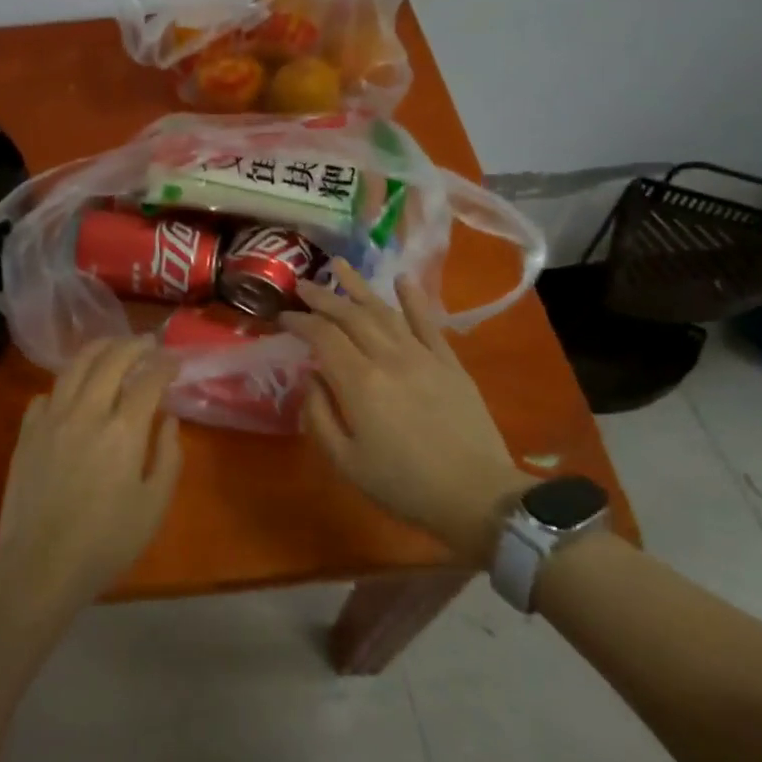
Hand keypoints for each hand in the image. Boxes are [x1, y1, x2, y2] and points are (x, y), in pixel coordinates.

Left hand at [0, 336, 184, 610]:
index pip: (148, 380)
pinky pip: (46, 394)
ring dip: (98, 349)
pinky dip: (64, 383)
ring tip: (112, 346)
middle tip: (147, 343)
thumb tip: (169, 420)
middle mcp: (87, 412)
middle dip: (134, 345)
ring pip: (74, 367)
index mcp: (123, 431)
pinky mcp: (27, 433)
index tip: (175, 361)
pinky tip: (72, 389)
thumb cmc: (105, 543)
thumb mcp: (153, 506)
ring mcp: (51, 419)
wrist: (39, 567)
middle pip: (111, 360)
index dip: (165, 365)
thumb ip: (168, 457)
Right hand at [281, 267, 526, 559]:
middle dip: (323, 297)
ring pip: (385, 311)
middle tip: (302, 284)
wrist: (478, 496)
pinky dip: (414, 299)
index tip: (283, 316)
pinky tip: (402, 279)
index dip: (300, 322)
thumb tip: (311, 377)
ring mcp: (423, 356)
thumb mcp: (346, 461)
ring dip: (359, 287)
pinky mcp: (449, 363)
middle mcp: (389, 358)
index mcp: (360, 382)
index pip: (323, 337)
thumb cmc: (404, 485)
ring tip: (340, 265)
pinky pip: (429, 322)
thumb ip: (320, 415)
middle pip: (350, 316)